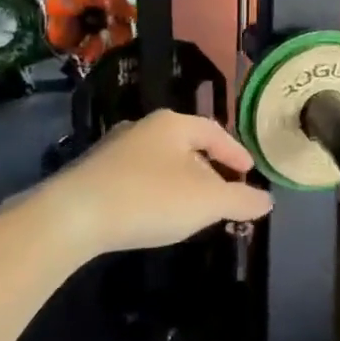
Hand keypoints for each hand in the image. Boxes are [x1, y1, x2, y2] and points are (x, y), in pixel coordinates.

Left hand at [18, 111, 269, 254]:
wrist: (72, 216)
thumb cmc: (150, 199)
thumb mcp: (206, 202)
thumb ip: (240, 200)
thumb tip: (267, 201)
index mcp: (174, 124)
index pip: (214, 132)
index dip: (235, 152)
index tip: (248, 171)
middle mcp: (144, 127)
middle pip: (187, 145)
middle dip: (208, 168)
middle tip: (223, 191)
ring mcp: (115, 149)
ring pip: (160, 161)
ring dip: (180, 180)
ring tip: (190, 205)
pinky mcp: (93, 174)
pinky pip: (137, 177)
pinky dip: (154, 190)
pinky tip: (154, 212)